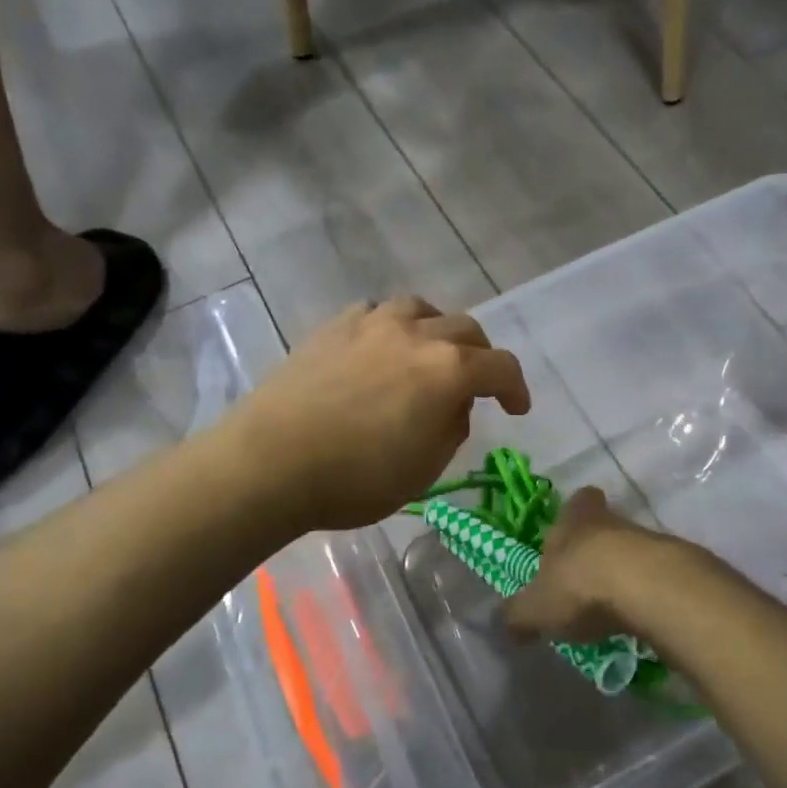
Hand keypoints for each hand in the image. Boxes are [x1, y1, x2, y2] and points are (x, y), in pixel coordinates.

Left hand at [222, 297, 530, 531]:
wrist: (270, 462)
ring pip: (421, 309)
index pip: (500, 367)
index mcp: (447, 371)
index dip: (516, 387)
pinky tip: (380, 349)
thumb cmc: (355, 479)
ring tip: (429, 354)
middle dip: (481, 356)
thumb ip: (451, 429)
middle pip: (466, 329)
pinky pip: (376, 313)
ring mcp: (371, 324)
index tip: (517, 408)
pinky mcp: (333, 327)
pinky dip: (392, 327)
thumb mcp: (423, 470)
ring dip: (437, 330)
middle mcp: (416, 334)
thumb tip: (453, 405)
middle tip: (477, 383)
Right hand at [506, 487, 664, 642]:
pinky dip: (648, 596)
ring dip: (624, 575)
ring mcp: (651, 543)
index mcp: (576, 520)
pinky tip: (638, 620)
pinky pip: (658, 579)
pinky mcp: (678, 569)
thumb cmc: (580, 585)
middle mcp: (613, 522)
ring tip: (610, 609)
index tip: (569, 533)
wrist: (649, 590)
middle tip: (584, 581)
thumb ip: (518, 614)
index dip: (575, 514)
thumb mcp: (535, 607)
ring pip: (633, 552)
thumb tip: (506, 623)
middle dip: (596, 551)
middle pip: (606, 527)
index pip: (579, 500)